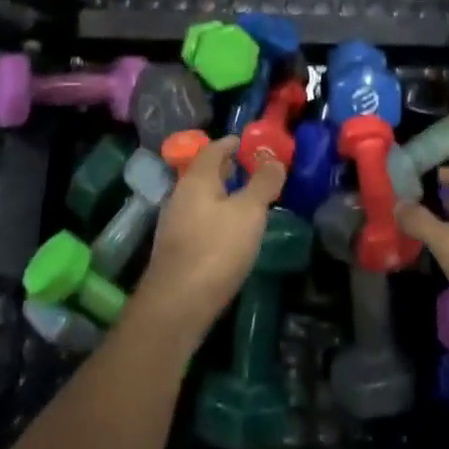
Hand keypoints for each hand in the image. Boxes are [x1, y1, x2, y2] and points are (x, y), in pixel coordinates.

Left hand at [132, 137, 284, 348]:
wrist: (176, 306)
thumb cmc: (216, 250)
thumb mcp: (249, 212)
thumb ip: (263, 183)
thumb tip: (274, 159)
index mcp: (196, 180)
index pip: (213, 149)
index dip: (231, 143)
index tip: (248, 142)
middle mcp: (180, 196)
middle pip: (204, 173)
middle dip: (227, 168)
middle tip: (252, 168)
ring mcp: (175, 224)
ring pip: (201, 198)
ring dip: (222, 194)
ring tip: (248, 200)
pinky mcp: (177, 250)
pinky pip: (200, 220)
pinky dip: (217, 216)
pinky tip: (232, 232)